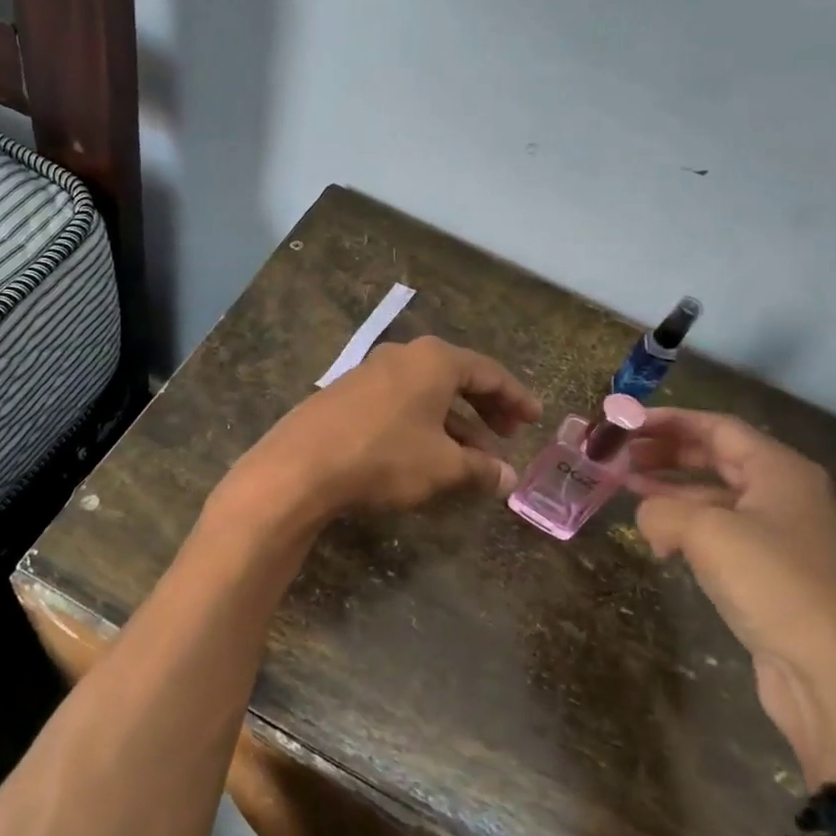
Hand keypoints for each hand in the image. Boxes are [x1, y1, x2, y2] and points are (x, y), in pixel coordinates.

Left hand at [219, 336, 542, 524]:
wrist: (300, 466)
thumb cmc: (384, 456)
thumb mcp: (442, 466)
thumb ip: (480, 469)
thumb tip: (509, 479)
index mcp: (434, 360)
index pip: (488, 373)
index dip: (516, 397)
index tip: (535, 418)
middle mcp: (403, 356)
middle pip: (458, 378)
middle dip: (487, 407)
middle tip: (509, 434)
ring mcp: (370, 373)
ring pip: (427, 393)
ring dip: (455, 421)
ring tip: (475, 455)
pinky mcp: (347, 394)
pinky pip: (400, 403)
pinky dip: (424, 423)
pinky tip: (428, 453)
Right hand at [628, 409, 835, 781]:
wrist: (832, 676)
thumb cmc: (773, 584)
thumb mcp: (706, 532)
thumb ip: (661, 509)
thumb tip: (646, 515)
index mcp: (780, 471)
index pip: (717, 427)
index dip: (669, 420)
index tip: (626, 423)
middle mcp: (785, 494)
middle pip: (717, 457)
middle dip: (667, 453)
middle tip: (621, 455)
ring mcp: (781, 535)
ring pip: (716, 496)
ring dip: (671, 489)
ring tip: (626, 489)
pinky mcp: (771, 572)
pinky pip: (721, 532)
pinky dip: (687, 526)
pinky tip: (658, 538)